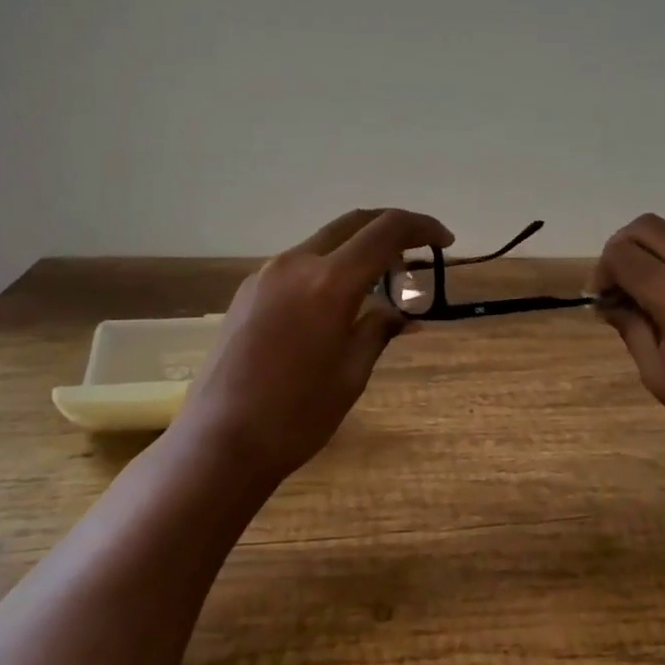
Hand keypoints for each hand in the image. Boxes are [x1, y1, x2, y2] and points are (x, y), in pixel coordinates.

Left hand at [169, 208, 452, 491]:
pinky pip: (300, 264)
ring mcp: (266, 274)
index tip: (444, 241)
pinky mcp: (248, 291)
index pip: (386, 231)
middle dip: (391, 229)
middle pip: (354, 223)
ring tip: (380, 284)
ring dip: (359, 249)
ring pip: (325, 241)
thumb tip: (402, 313)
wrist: (219, 442)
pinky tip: (338, 302)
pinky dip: (330, 267)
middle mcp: (296, 263)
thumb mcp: (352, 373)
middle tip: (417, 255)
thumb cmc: (296, 415)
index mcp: (329, 282)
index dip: (421, 228)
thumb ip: (379, 329)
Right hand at [590, 213, 664, 477]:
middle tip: (618, 284)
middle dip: (622, 248)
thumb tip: (606, 302)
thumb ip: (630, 328)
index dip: (601, 271)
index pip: (623, 255)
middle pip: (650, 227)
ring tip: (647, 289)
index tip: (601, 300)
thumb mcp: (659, 375)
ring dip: (653, 250)